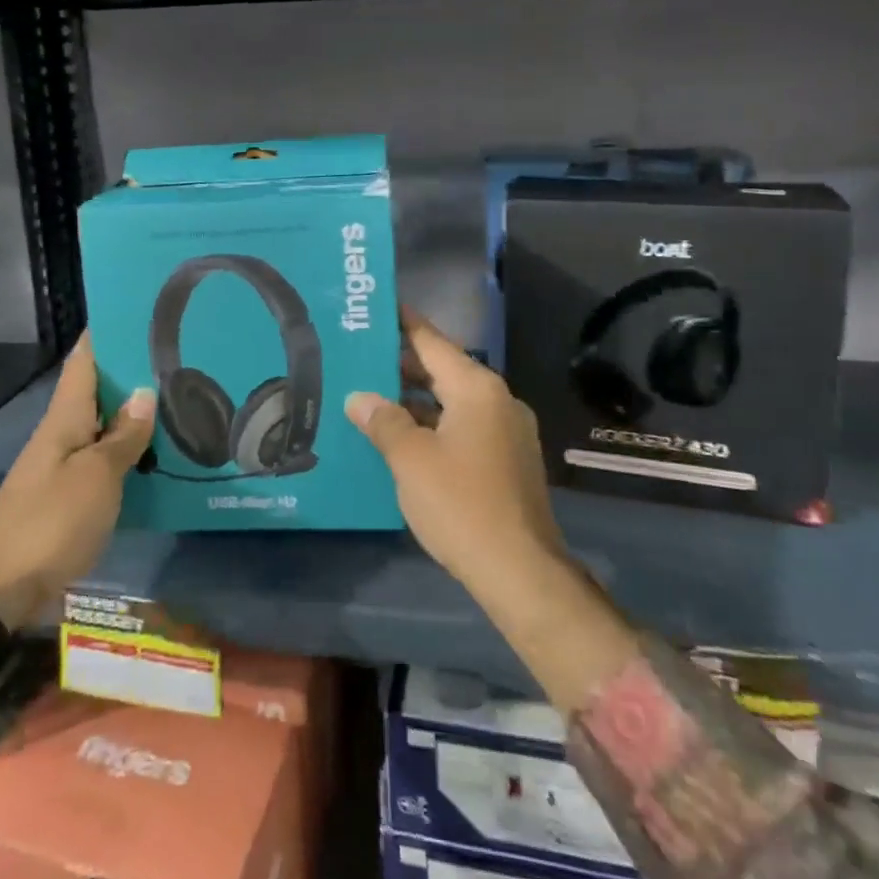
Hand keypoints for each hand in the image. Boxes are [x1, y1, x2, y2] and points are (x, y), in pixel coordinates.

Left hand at [0, 335, 154, 628]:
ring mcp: (64, 468)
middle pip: (98, 391)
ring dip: (136, 415)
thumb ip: (123, 436)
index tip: (139, 311)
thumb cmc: (50, 523)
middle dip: (133, 372)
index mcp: (64, 418)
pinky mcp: (69, 499)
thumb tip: (144, 391)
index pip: (84, 361)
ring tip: (182, 400)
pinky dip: (131, 453)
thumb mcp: (97, 477)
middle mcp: (62, 435)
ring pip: (104, 427)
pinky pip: (105, 462)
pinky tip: (160, 456)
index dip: (106, 333)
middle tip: (180, 357)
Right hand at [345, 311, 570, 609]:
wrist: (520, 570)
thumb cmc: (461, 504)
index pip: (432, 342)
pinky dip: (434, 424)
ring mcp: (507, 431)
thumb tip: (359, 397)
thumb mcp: (410, 459)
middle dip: (401, 365)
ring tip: (371, 396)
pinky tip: (402, 437)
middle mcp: (497, 400)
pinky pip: (464, 426)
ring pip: (453, 401)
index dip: (403, 324)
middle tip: (359, 357)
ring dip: (415, 400)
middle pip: (443, 370)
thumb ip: (383, 421)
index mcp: (477, 388)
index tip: (376, 308)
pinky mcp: (508, 459)